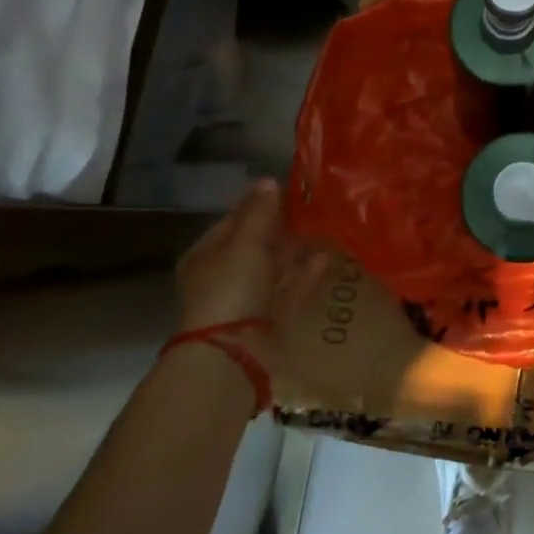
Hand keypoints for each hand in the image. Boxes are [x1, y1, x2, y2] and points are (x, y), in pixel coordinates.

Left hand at [175, 178, 328, 333]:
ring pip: (273, 268)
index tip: (286, 188)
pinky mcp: (267, 320)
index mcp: (206, 255)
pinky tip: (327, 258)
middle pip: (254, 245)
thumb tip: (269, 180)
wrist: (232, 352)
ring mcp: (245, 300)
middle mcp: (223, 276)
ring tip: (323, 230)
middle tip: (309, 208)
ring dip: (295, 251)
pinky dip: (305, 274)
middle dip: (280, 228)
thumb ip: (260, 212)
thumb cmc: (231, 287)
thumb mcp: (246, 242)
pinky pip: (289, 289)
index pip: (232, 221)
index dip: (257, 203)